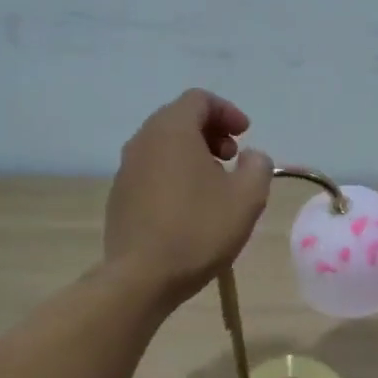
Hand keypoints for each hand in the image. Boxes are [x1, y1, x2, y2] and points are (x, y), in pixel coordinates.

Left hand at [105, 90, 273, 306]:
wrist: (142, 277)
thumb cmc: (199, 230)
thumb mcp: (247, 198)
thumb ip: (258, 167)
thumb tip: (252, 157)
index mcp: (172, 131)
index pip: (199, 100)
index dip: (227, 112)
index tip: (246, 136)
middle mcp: (143, 141)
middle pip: (179, 119)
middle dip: (211, 132)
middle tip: (233, 157)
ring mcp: (126, 169)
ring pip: (163, 145)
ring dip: (193, 153)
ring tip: (215, 184)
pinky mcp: (120, 196)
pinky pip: (152, 169)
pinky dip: (175, 173)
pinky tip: (191, 205)